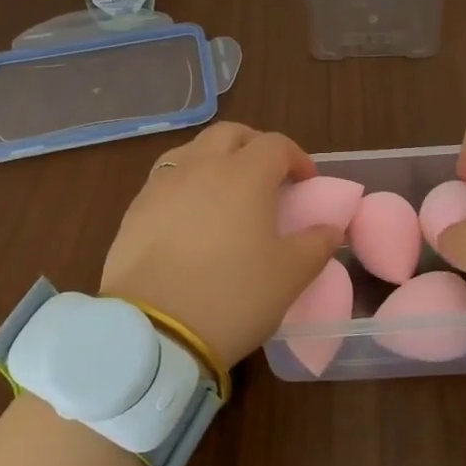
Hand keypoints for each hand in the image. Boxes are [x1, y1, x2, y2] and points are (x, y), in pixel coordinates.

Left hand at [100, 123, 343, 367]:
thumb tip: (330, 228)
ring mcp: (163, 185)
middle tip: (267, 176)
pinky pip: (166, 179)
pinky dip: (185, 184)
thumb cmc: (232, 296)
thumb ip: (316, 245)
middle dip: (253, 145)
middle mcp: (202, 166)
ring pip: (193, 150)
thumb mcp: (289, 276)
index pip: (276, 145)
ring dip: (215, 159)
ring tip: (225, 191)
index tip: (306, 183)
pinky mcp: (135, 209)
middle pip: (230, 134)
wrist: (152, 331)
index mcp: (245, 174)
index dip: (296, 158)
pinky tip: (189, 216)